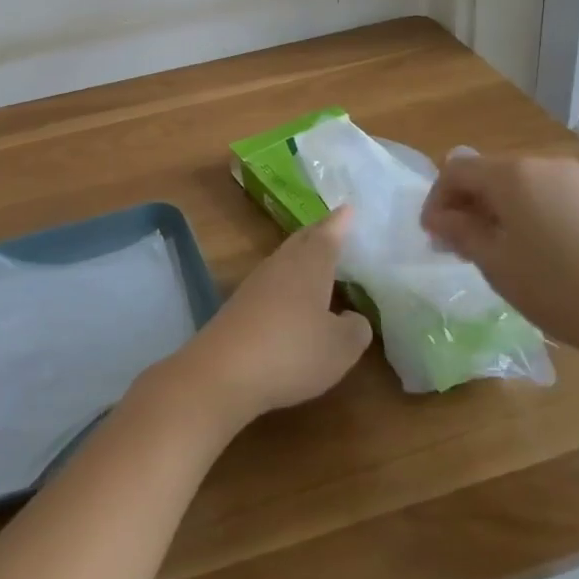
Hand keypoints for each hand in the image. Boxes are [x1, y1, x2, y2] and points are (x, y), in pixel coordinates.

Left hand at [161, 209, 372, 430]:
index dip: (340, 222)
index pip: (328, 234)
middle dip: (320, 232)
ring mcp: (257, 283)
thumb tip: (353, 317)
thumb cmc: (291, 351)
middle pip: (302, 240)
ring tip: (320, 260)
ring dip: (302, 256)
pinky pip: (272, 281)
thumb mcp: (340, 347)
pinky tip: (293, 296)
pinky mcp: (241, 304)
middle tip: (336, 227)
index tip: (349, 207)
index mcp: (309, 264)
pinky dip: (288, 280)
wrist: (223, 371)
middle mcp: (281, 264)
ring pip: (285, 259)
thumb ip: (355, 328)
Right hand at [419, 154, 578, 380]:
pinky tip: (541, 256)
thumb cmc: (561, 289)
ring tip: (500, 255)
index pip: (455, 170)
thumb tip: (440, 217)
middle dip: (468, 207)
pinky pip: (551, 198)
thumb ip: (460, 232)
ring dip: (500, 213)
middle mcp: (544, 164)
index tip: (433, 237)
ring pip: (521, 187)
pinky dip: (532, 217)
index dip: (436, 201)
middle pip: (489, 175)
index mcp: (512, 174)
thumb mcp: (497, 265)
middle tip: (461, 249)